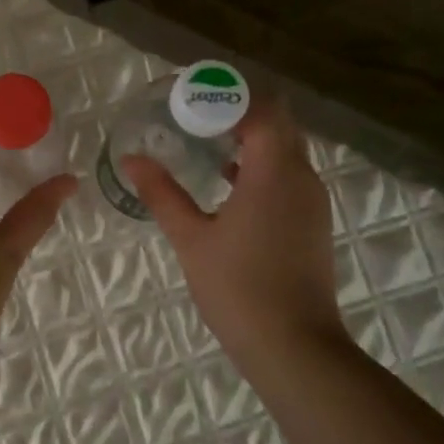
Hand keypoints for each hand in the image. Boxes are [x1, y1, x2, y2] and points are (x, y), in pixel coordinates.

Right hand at [124, 94, 345, 370]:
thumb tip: (131, 159)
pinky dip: (261, 164)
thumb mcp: (191, 238)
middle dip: (239, 110)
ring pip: (286, 148)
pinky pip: (288, 173)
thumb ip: (161, 193)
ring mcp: (312, 200)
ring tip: (205, 140)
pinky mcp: (312, 221)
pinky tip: (227, 179)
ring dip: (251, 137)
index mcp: (274, 171)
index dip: (228, 96)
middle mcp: (301, 176)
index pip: (262, 108)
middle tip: (194, 113)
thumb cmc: (238, 288)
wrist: (295, 347)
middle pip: (278, 122)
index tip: (191, 96)